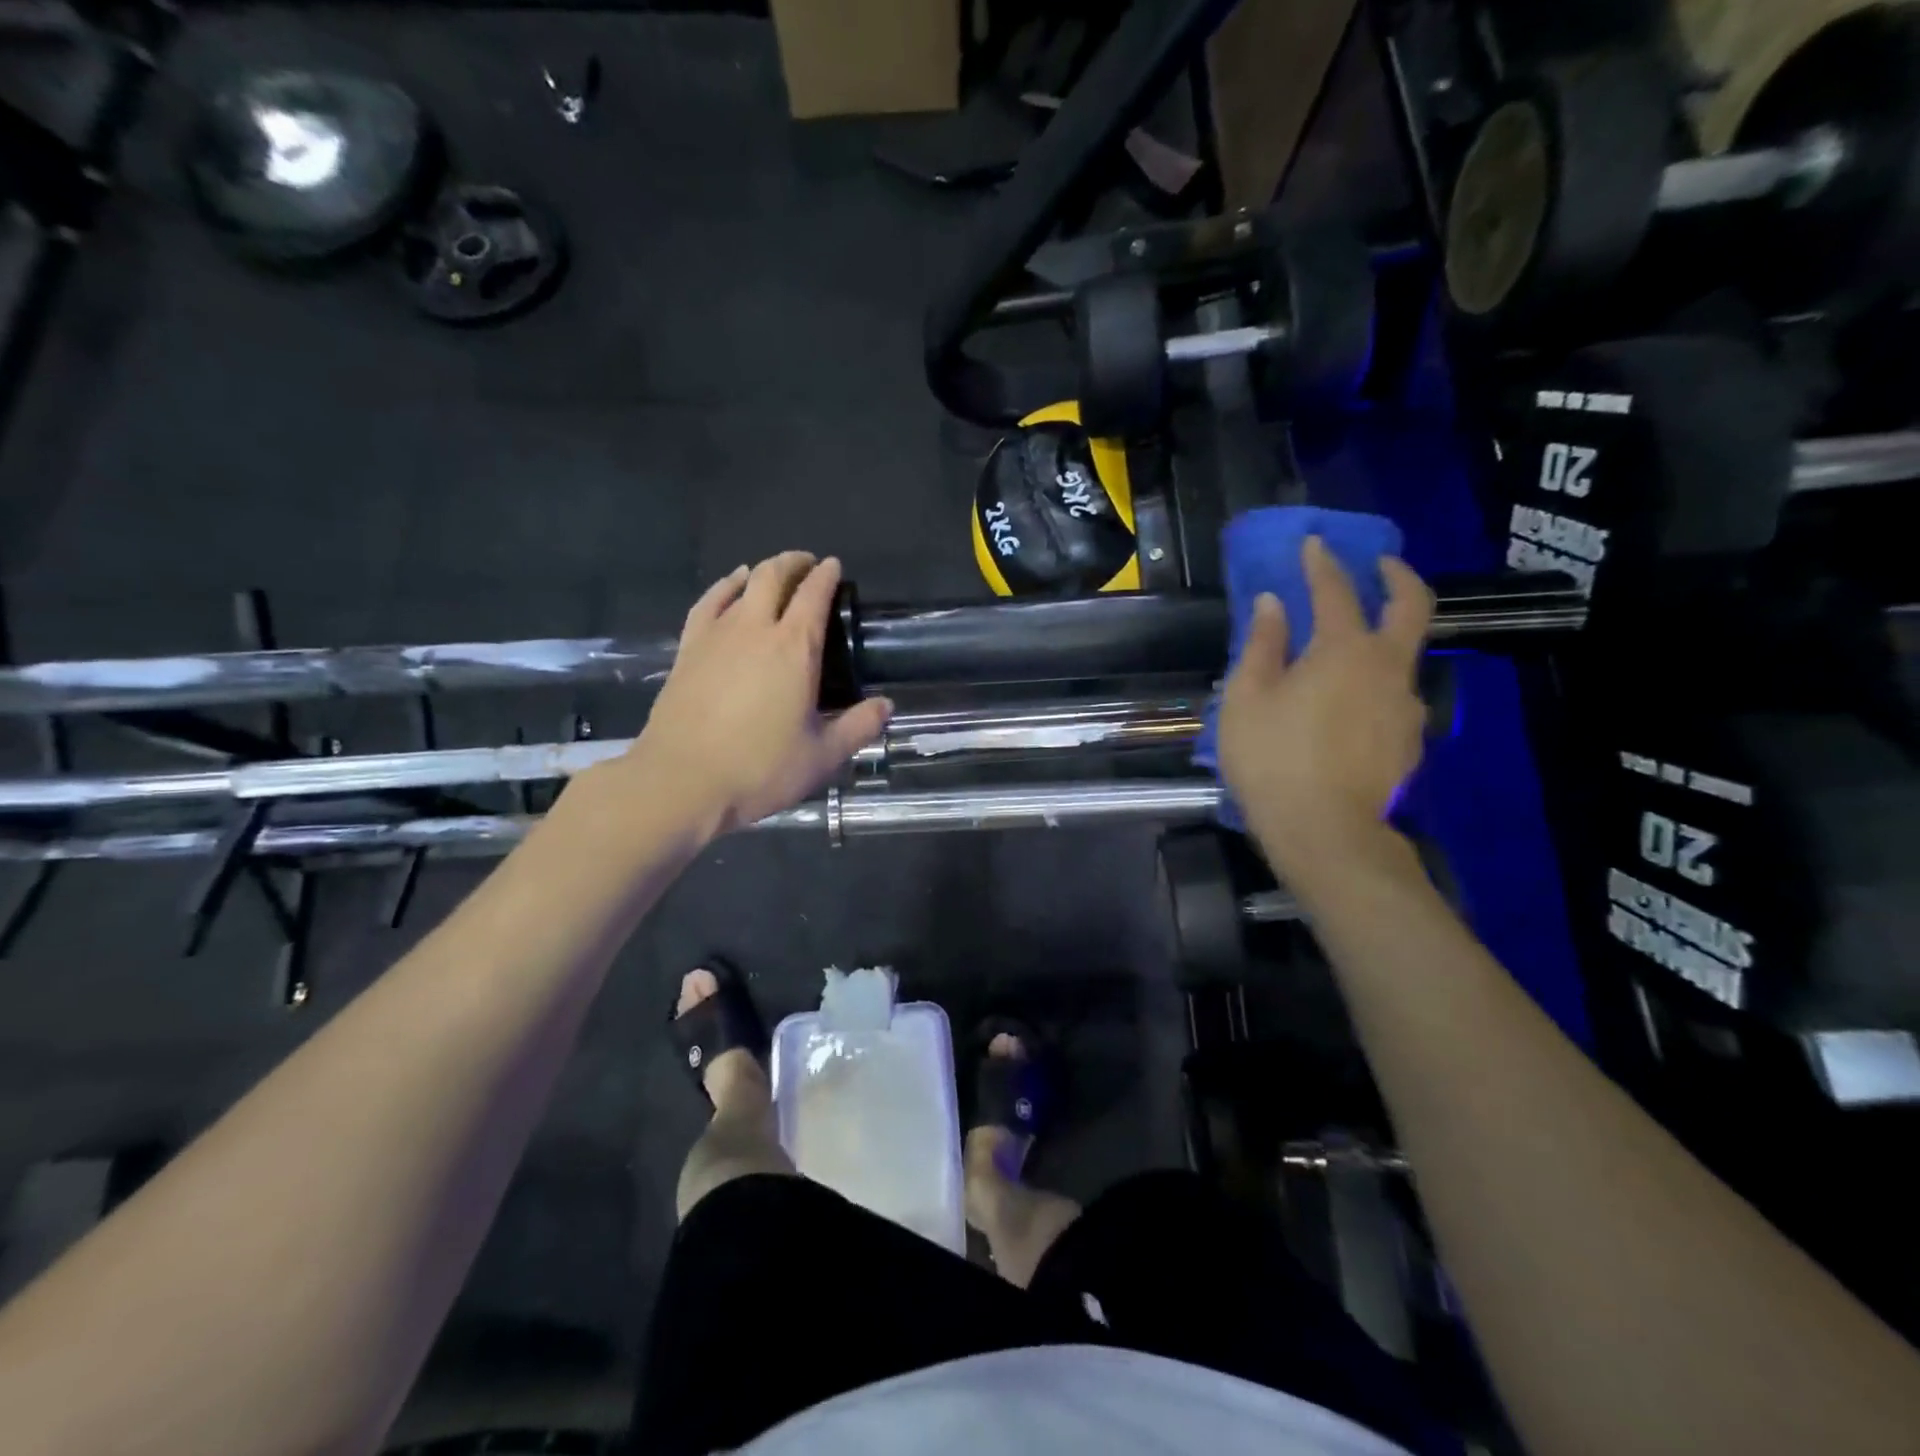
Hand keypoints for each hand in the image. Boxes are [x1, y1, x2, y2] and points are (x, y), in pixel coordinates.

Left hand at [627, 553, 892, 835]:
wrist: (681, 782)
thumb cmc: (759, 769)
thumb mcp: (822, 756)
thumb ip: (858, 727)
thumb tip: (886, 706)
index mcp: (795, 648)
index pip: (814, 595)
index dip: (827, 576)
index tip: (835, 567)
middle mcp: (755, 629)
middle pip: (775, 576)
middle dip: (794, 563)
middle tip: (808, 565)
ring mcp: (716, 635)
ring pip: (741, 584)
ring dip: (762, 571)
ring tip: (773, 573)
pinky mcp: (687, 649)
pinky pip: (708, 603)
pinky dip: (724, 587)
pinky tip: (730, 588)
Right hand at [1219, 536, 1433, 879]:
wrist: (1324, 830)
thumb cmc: (1272, 758)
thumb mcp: (1247, 699)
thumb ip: (1263, 645)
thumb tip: (1272, 604)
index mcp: (1343, 650)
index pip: (1335, 591)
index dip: (1322, 563)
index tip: (1314, 543)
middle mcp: (1386, 666)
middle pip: (1411, 606)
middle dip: (1397, 576)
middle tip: (1381, 565)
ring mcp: (1405, 704)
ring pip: (1405, 654)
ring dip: (1385, 637)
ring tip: (1352, 649)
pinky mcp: (1409, 738)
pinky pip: (1395, 694)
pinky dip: (1377, 682)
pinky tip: (1352, 702)